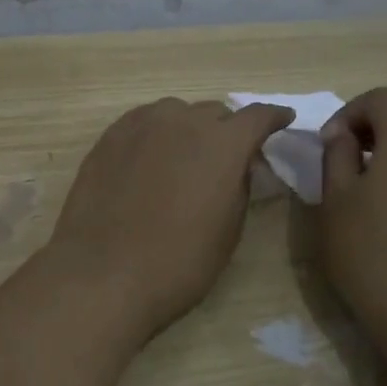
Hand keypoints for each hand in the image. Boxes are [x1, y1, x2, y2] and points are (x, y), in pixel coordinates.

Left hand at [45, 98, 293, 337]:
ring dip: (188, 127)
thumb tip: (238, 165)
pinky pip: (143, 122)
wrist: (104, 273)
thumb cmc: (179, 261)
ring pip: (176, 112)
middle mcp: (184, 121)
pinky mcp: (110, 136)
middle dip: (227, 129)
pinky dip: (156, 132)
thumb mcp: (229, 229)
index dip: (273, 118)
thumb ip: (239, 185)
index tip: (282, 121)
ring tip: (185, 155)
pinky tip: (150, 157)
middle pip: (215, 112)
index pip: (257, 115)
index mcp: (223, 143)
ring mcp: (142, 124)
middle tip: (227, 155)